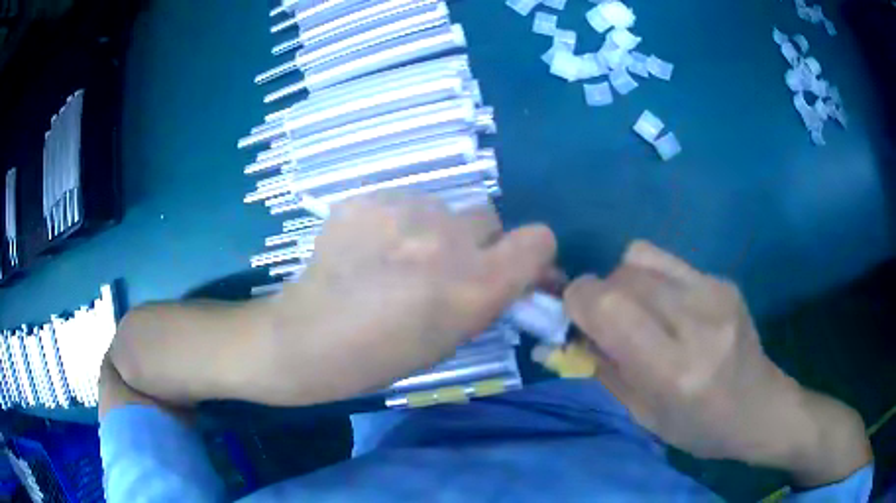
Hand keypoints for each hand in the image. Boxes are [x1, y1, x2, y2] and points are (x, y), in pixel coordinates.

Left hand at [264, 192, 555, 404]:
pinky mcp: (366, 197)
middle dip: (475, 240)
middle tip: (442, 264)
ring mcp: (403, 210)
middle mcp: (447, 237)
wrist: (307, 337)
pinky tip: (366, 246)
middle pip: (488, 216)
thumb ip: (488, 297)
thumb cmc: (381, 356)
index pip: (538, 240)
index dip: (532, 252)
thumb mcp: (451, 338)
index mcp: (474, 283)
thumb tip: (518, 275)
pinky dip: (393, 221)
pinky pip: (399, 202)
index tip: (514, 264)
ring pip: (441, 206)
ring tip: (394, 256)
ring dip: (431, 228)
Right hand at [564, 241, 870, 485]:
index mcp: (674, 368)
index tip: (572, 318)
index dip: (578, 302)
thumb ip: (603, 370)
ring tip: (637, 312)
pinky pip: (667, 262)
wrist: (760, 407)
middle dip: (599, 294)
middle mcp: (696, 320)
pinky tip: (667, 308)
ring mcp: (715, 292)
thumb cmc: (700, 428)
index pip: (609, 305)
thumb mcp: (643, 416)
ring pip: (641, 256)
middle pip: (622, 275)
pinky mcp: (723, 279)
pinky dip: (651, 279)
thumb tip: (565, 335)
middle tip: (605, 323)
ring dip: (624, 282)